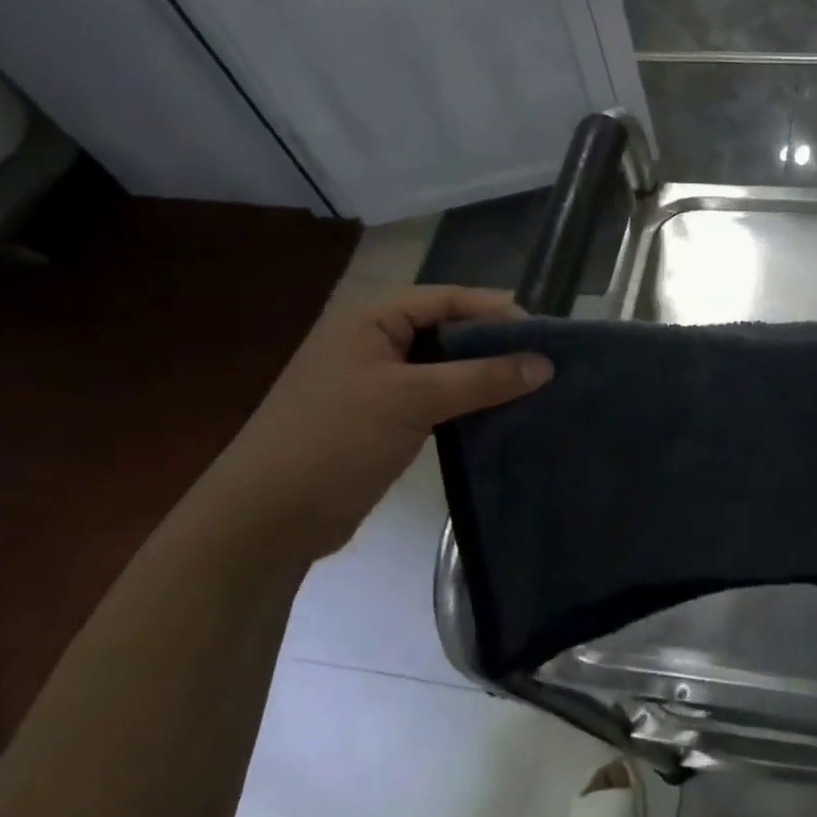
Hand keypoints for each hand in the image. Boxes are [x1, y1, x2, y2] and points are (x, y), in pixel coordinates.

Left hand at [201, 286, 551, 562]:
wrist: (268, 518)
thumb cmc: (335, 439)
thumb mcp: (413, 400)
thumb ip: (482, 378)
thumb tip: (546, 364)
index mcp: (371, 316)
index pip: (449, 298)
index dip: (499, 313)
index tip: (548, 336)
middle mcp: (375, 339)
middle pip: (450, 329)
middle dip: (496, 344)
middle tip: (547, 363)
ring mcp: (379, 379)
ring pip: (446, 365)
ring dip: (485, 375)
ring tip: (536, 387)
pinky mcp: (385, 416)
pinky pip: (437, 396)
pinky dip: (468, 402)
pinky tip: (502, 413)